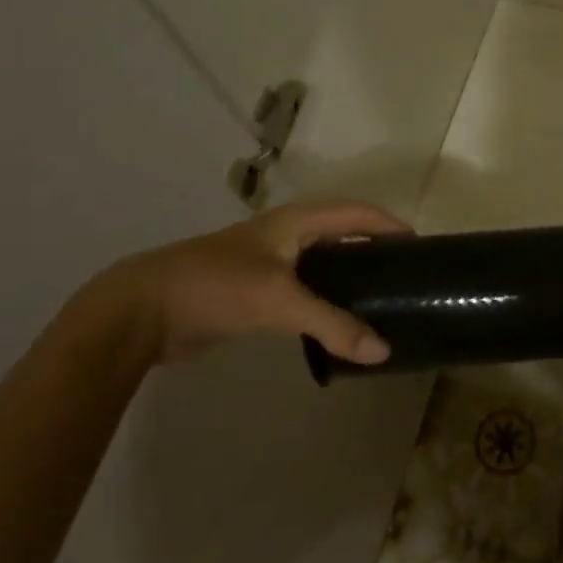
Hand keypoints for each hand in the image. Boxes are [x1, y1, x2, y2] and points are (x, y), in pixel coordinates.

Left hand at [75, 199, 410, 366]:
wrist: (142, 311)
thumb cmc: (216, 286)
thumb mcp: (278, 300)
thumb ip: (331, 324)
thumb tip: (383, 351)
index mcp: (294, 221)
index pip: (354, 212)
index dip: (386, 223)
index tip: (419, 246)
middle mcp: (284, 235)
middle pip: (340, 233)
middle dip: (372, 246)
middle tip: (404, 273)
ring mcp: (267, 263)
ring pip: (321, 263)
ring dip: (349, 274)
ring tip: (380, 297)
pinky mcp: (253, 292)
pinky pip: (303, 290)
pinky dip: (326, 300)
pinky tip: (337, 321)